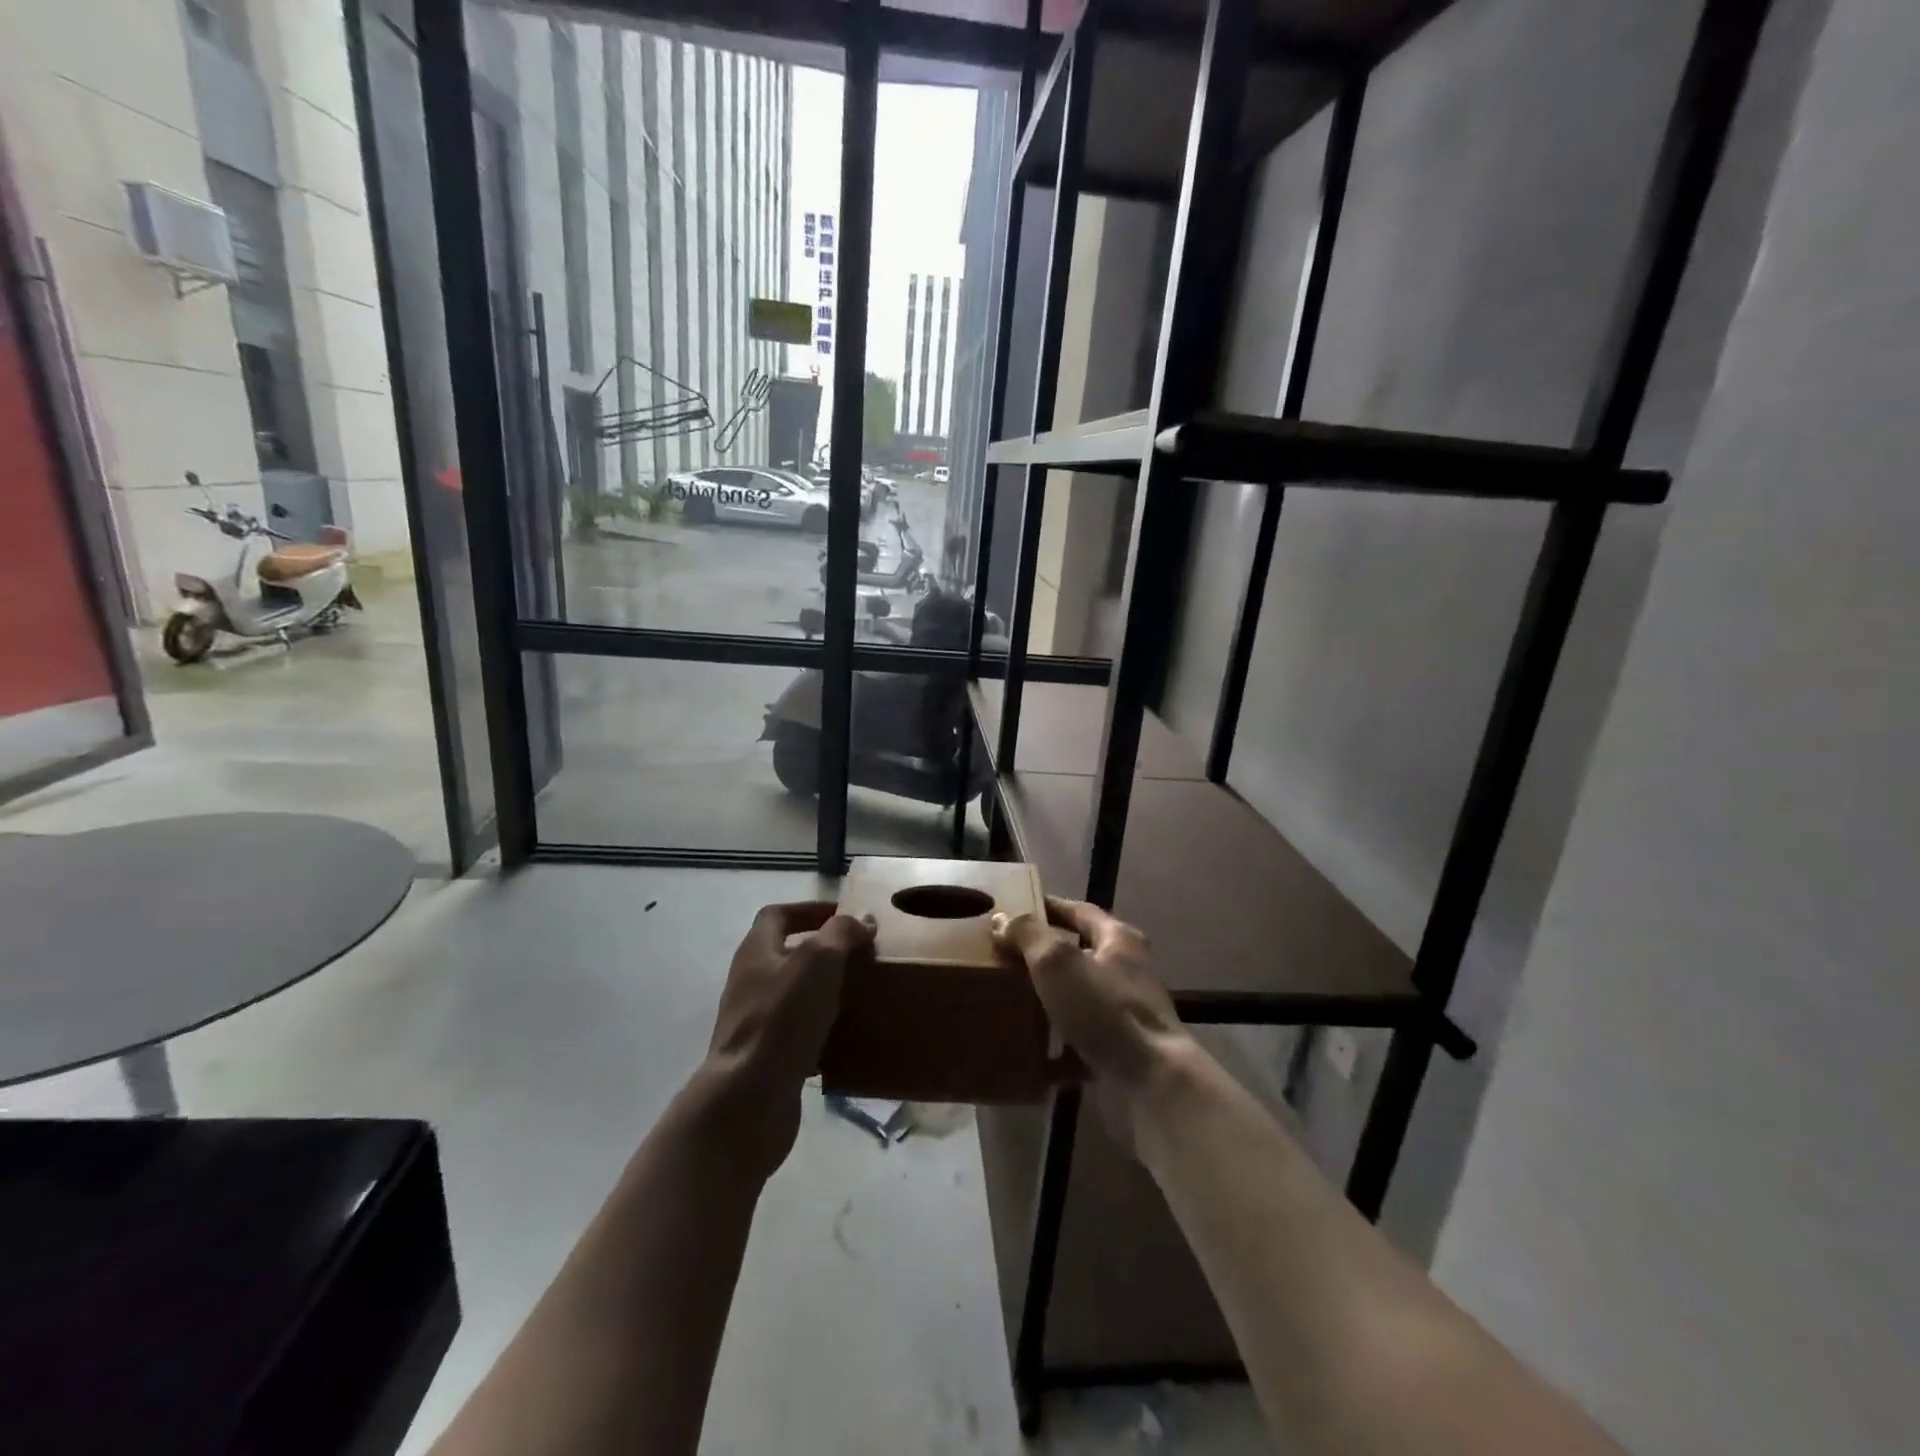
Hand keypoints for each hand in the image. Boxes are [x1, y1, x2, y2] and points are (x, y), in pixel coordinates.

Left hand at [703, 901, 874, 1174]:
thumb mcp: (819, 960)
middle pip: (787, 954)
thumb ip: (841, 933)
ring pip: (795, 995)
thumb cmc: (783, 1017)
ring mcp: (755, 1022)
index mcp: (756, 951)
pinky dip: (823, 1030)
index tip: (844, 916)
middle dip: (824, 952)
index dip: (809, 910)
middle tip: (861, 955)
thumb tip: (861, 921)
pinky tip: (848, 1036)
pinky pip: (799, 1033)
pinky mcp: (766, 1057)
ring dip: (826, 991)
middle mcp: (750, 982)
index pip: (777, 915)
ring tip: (861, 993)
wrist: (749, 1099)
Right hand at [992, 896, 1190, 1134]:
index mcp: (1118, 940)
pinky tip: (1030, 1047)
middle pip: (1080, 953)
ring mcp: (1126, 1013)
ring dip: (1050, 998)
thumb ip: (1028, 935)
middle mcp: (1127, 971)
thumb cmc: (1104, 1009)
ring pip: (1079, 997)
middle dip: (1045, 955)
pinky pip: (1081, 1039)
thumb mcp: (1057, 961)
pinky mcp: (1121, 1051)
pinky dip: (1057, 1042)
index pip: (1080, 911)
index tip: (1016, 911)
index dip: (1048, 908)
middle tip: (1006, 957)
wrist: (1151, 1083)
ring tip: (1011, 999)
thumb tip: (1002, 919)